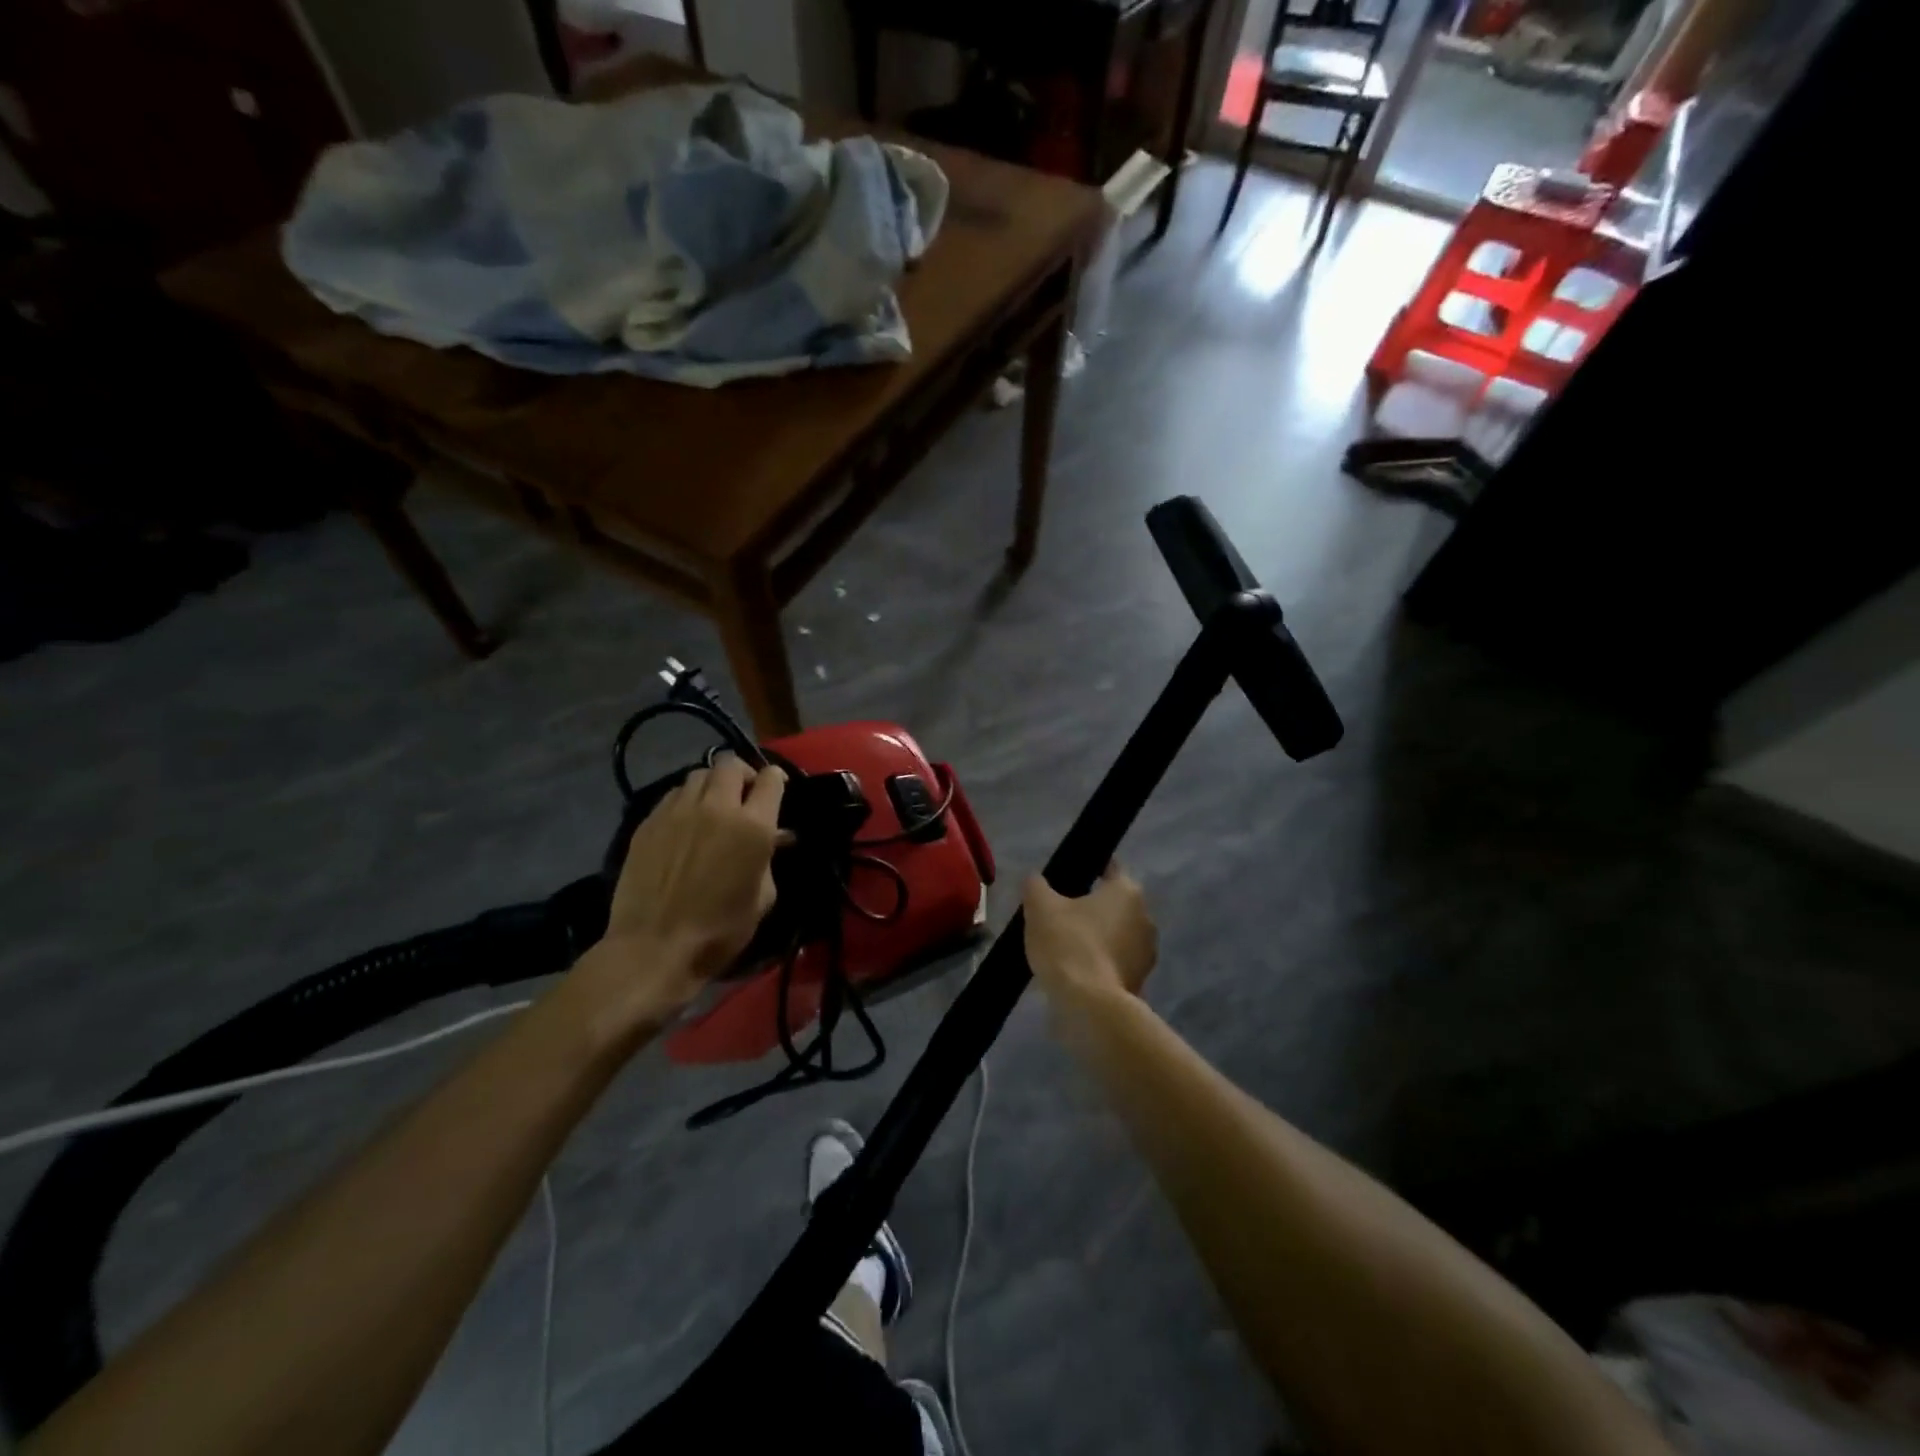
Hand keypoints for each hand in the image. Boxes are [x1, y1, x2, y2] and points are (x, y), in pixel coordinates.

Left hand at [595, 753, 786, 1014]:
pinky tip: (686, 822)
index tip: (777, 791)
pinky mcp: (649, 822)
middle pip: (730, 764)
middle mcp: (716, 807)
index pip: (771, 778)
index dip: (777, 780)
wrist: (655, 948)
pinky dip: (686, 800)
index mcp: (753, 825)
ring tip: (713, 806)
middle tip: (744, 795)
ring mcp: (678, 811)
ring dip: (712, 785)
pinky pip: (673, 795)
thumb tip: (775, 837)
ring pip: (698, 775)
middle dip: (742, 774)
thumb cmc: (721, 930)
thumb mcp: (763, 897)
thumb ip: (770, 858)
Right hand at [1023, 863, 1156, 1005]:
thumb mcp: (1040, 907)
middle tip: (1061, 914)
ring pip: (1117, 934)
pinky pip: (1117, 961)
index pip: (1110, 868)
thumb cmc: (1068, 944)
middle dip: (1091, 907)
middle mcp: (1146, 917)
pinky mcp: (1141, 980)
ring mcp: (1147, 952)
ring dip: (1098, 936)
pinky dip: (1101, 962)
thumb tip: (1036, 880)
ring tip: (1066, 946)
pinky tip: (1078, 970)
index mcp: (1127, 891)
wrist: (1089, 1005)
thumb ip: (1036, 885)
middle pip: (1114, 903)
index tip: (1067, 879)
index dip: (1088, 870)